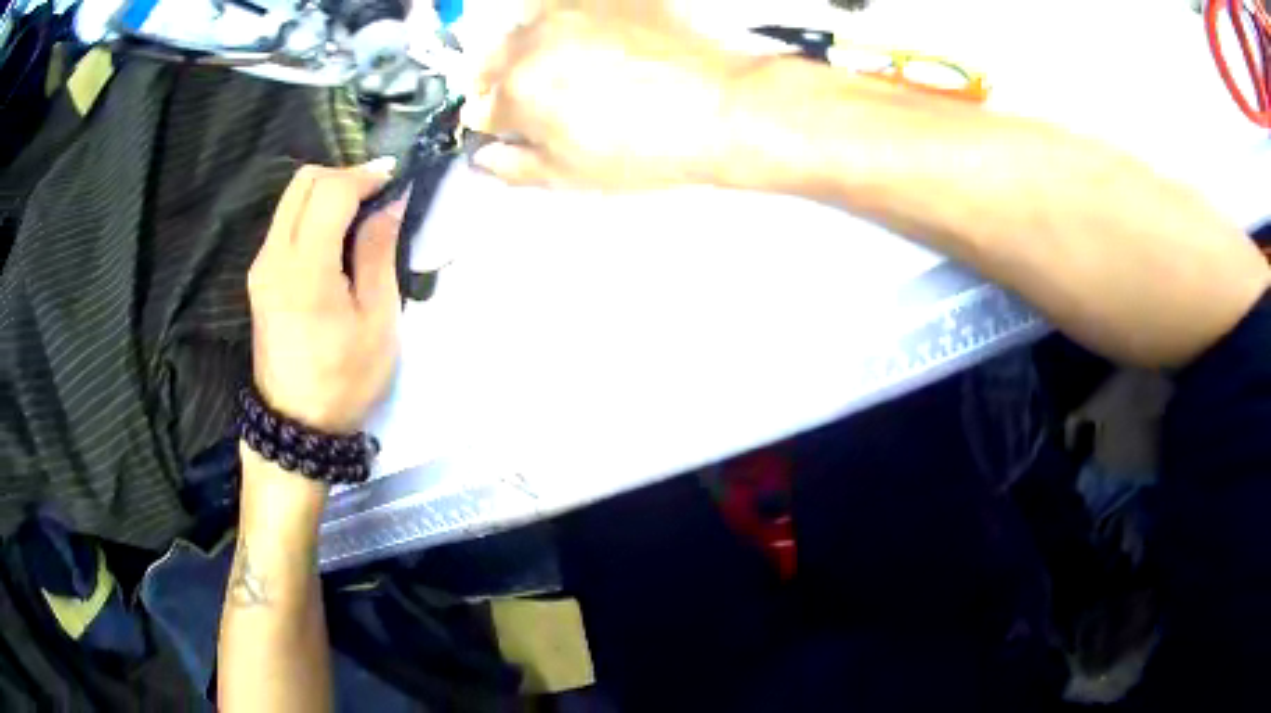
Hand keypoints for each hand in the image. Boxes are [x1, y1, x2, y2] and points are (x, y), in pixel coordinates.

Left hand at [247, 162, 403, 434]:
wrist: (297, 425)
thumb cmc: (345, 379)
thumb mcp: (377, 321)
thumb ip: (378, 253)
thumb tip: (392, 202)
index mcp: (304, 269)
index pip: (330, 191)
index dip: (365, 174)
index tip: (396, 178)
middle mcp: (273, 256)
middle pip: (303, 182)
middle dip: (344, 174)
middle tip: (378, 191)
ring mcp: (261, 265)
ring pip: (291, 198)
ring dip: (328, 190)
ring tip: (362, 210)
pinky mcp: (259, 276)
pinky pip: (285, 222)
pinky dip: (313, 211)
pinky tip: (337, 233)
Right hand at [463, 11, 748, 189]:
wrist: (719, 107)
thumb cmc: (646, 149)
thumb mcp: (570, 175)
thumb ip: (514, 167)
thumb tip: (484, 157)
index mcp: (517, 90)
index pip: (481, 109)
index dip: (495, 126)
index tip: (512, 131)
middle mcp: (533, 41)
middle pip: (490, 61)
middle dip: (502, 83)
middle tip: (538, 101)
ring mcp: (570, 12)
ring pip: (524, 28)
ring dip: (528, 49)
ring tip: (568, 70)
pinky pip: (565, 8)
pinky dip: (567, 26)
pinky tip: (596, 46)